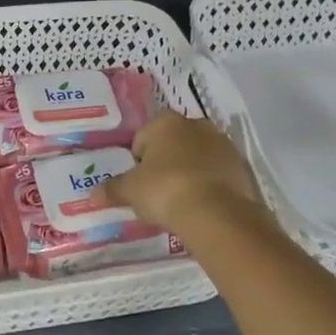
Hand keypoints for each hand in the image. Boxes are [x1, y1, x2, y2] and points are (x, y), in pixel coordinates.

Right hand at [103, 111, 264, 234]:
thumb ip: (112, 189)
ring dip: (189, 172)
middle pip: (173, 144)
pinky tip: (202, 205)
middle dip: (166, 162)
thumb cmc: (164, 190)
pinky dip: (210, 184)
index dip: (138, 161)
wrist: (216, 213)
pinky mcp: (242, 166)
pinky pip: (218, 173)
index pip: (143, 137)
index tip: (138, 183)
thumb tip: (93, 194)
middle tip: (158, 191)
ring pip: (198, 157)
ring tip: (181, 201)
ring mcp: (223, 144)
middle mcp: (196, 125)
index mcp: (165, 122)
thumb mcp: (130, 191)